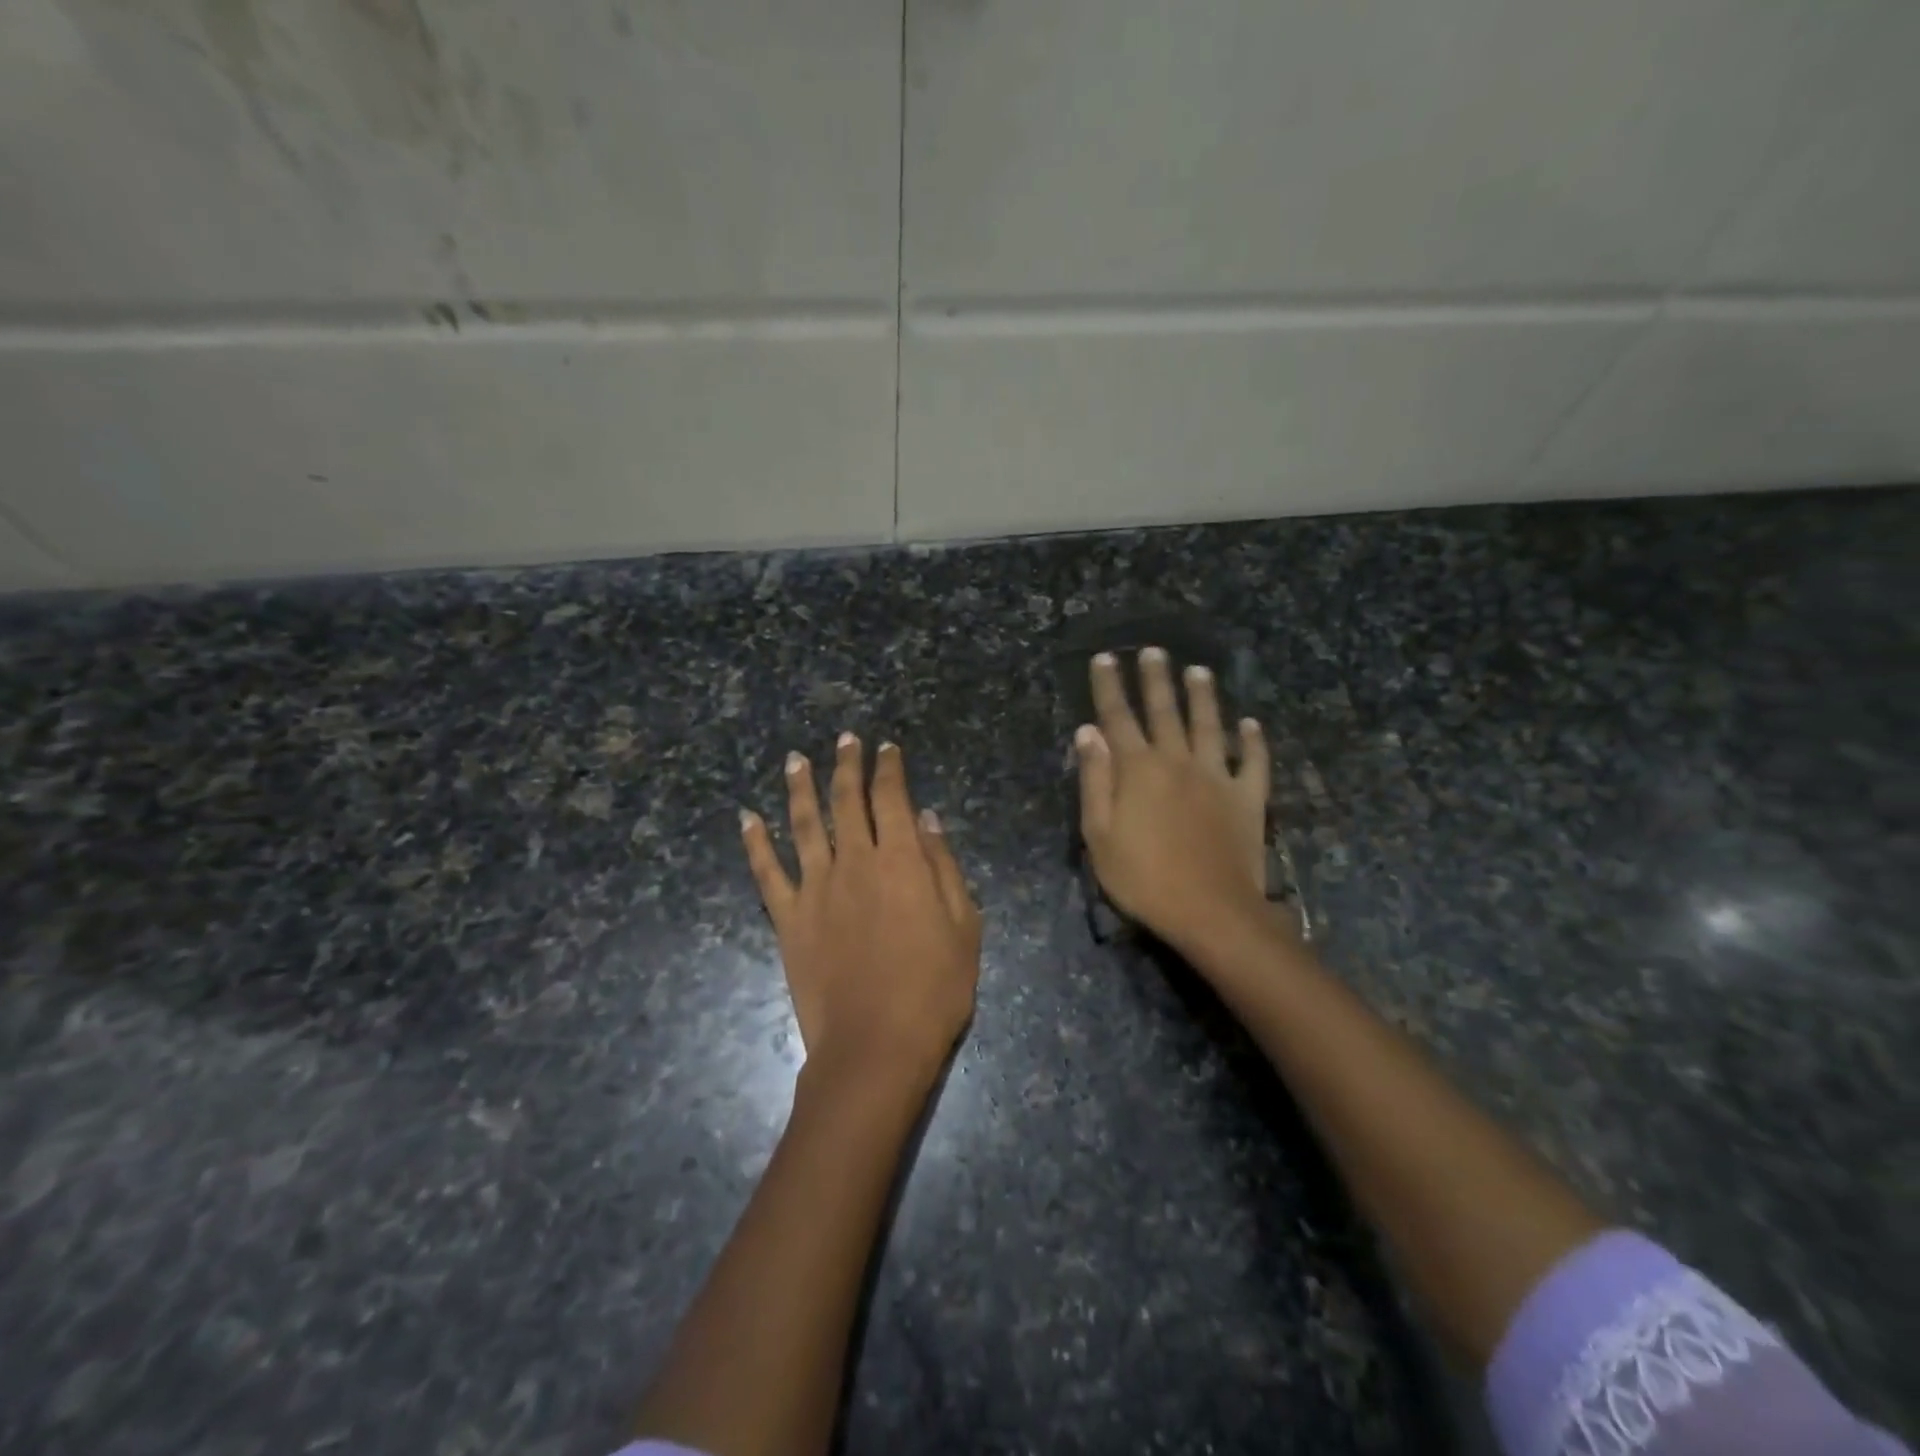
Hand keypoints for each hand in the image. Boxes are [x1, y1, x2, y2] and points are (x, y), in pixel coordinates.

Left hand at [741, 734, 980, 1094]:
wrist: (875, 1046)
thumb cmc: (933, 989)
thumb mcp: (964, 925)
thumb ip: (943, 866)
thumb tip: (926, 818)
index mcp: (900, 860)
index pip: (892, 797)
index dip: (889, 768)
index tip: (886, 747)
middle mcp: (854, 861)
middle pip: (846, 800)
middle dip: (847, 765)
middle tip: (845, 738)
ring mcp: (815, 887)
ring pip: (804, 823)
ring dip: (799, 787)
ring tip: (795, 759)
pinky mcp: (787, 918)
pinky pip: (766, 872)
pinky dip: (755, 842)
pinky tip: (746, 818)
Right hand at [1074, 649, 1272, 955]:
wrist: (1210, 910)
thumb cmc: (1143, 878)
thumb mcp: (1099, 834)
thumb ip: (1094, 779)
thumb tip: (1088, 732)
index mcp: (1137, 769)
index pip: (1118, 717)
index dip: (1109, 686)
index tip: (1105, 657)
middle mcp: (1177, 761)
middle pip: (1164, 711)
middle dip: (1155, 678)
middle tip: (1153, 650)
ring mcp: (1217, 776)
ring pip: (1210, 725)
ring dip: (1203, 696)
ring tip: (1198, 670)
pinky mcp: (1248, 797)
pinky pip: (1254, 762)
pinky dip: (1254, 741)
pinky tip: (1252, 724)